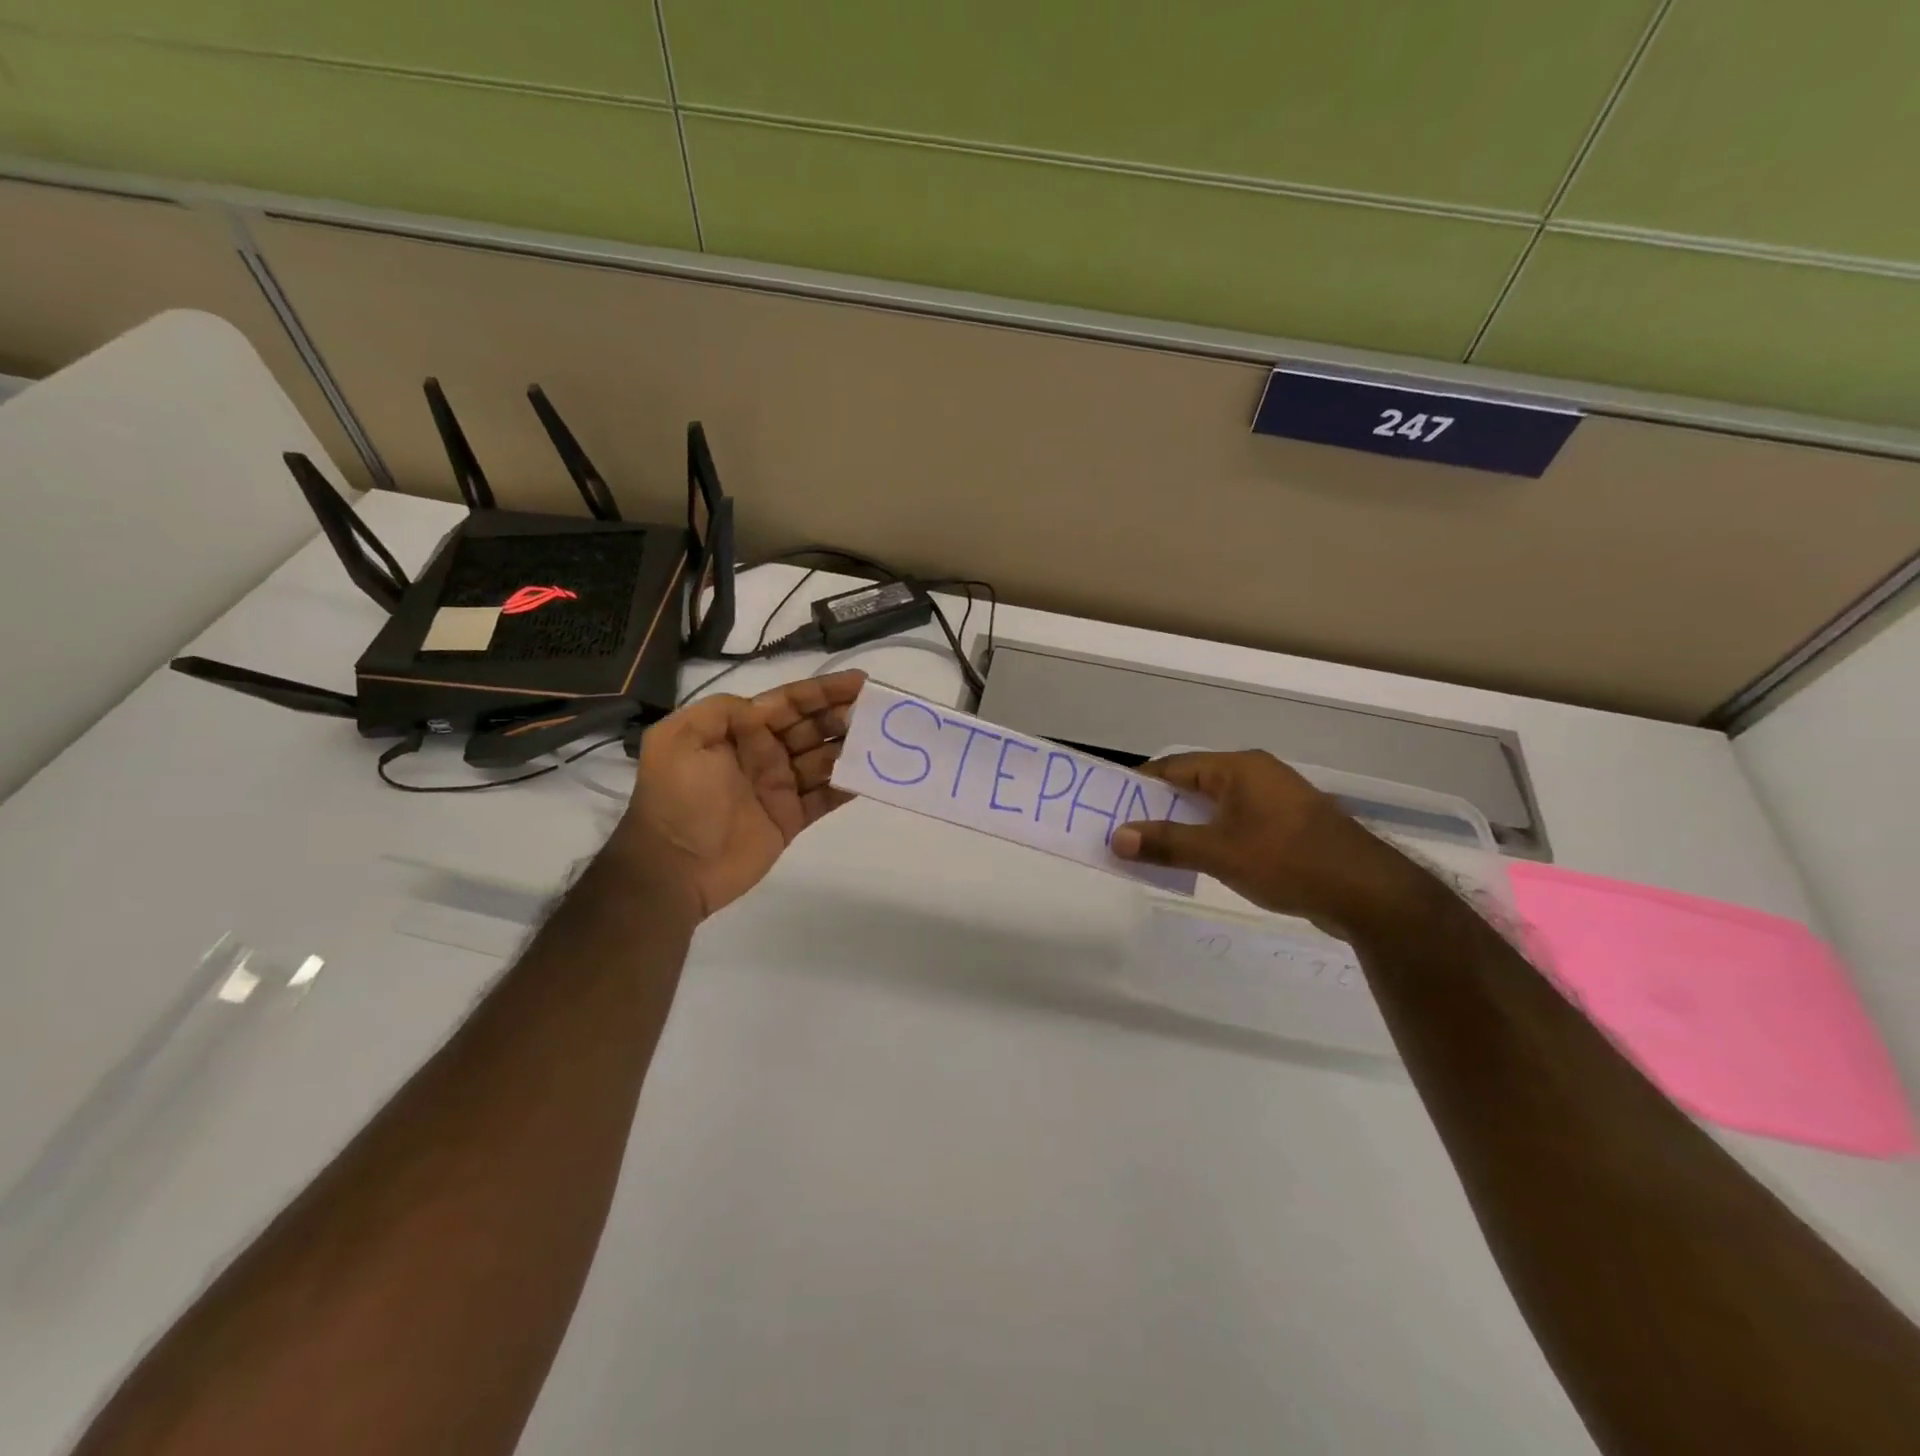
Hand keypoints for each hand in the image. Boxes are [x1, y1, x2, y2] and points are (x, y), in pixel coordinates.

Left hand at [610, 671, 865, 919]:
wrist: (673, 867)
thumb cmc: (678, 798)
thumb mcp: (680, 738)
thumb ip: (721, 711)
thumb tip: (764, 708)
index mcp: (738, 731)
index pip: (788, 702)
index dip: (823, 691)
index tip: (860, 682)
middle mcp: (762, 753)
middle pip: (811, 727)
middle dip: (843, 716)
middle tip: (879, 713)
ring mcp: (777, 787)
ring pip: (823, 759)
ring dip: (851, 748)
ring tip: (884, 740)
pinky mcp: (789, 819)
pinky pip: (825, 797)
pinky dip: (847, 787)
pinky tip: (873, 775)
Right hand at [1110, 750, 1439, 939]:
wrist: (1369, 894)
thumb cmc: (1288, 861)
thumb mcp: (1218, 853)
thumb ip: (1165, 843)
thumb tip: (1117, 838)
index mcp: (1239, 767)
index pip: (1175, 766)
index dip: (1140, 785)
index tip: (1110, 805)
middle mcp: (1257, 774)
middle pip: (1194, 785)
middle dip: (1159, 809)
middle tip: (1126, 832)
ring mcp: (1276, 800)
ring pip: (1216, 807)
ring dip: (1186, 826)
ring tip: (1155, 849)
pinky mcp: (1289, 826)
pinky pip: (1237, 823)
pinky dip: (1213, 837)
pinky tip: (1199, 861)